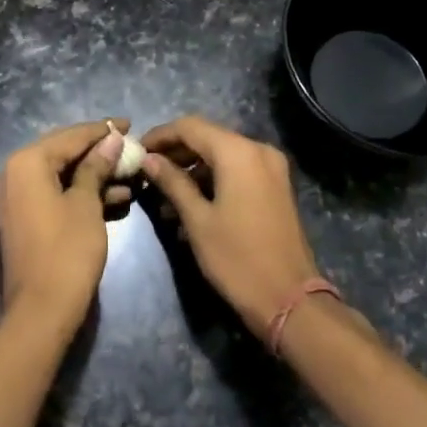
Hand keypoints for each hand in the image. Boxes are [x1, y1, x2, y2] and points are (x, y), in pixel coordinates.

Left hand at [0, 119, 128, 332]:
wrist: (41, 311)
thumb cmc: (67, 251)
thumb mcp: (86, 204)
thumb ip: (96, 167)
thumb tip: (111, 138)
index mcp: (27, 162)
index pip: (71, 136)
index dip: (102, 130)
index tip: (131, 124)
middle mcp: (15, 174)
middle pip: (64, 152)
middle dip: (99, 151)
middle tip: (131, 147)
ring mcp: (17, 198)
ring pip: (62, 175)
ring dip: (95, 174)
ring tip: (131, 175)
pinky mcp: (25, 219)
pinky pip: (56, 194)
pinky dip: (82, 193)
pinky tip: (116, 198)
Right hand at [139, 116, 321, 338]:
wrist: (289, 300)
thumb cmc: (237, 258)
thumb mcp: (197, 220)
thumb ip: (172, 182)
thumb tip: (149, 159)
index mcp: (238, 152)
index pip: (190, 127)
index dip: (160, 136)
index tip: (136, 151)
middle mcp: (258, 150)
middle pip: (208, 138)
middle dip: (175, 153)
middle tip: (146, 172)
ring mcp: (272, 168)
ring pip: (222, 156)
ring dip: (193, 170)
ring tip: (163, 197)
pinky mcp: (276, 187)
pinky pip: (238, 171)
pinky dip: (213, 180)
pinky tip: (190, 205)